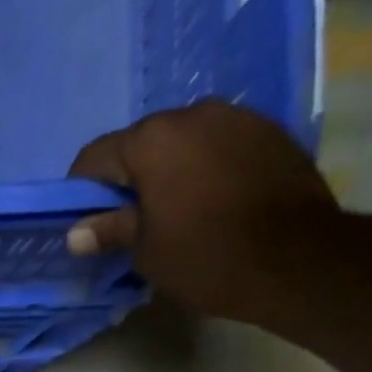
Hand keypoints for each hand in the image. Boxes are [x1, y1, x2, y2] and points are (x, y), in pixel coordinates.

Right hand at [66, 100, 340, 323]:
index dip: (81, 191)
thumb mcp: (146, 251)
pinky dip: (204, 170)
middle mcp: (193, 113)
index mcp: (153, 140)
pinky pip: (218, 147)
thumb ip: (110, 231)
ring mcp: (236, 117)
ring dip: (169, 173)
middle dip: (128, 180)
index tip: (82, 220)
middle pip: (142, 144)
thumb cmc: (205, 257)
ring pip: (183, 143)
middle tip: (127, 223)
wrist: (295, 258)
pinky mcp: (268, 131)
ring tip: (172, 214)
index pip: (97, 157)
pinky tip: (209, 205)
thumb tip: (76, 233)